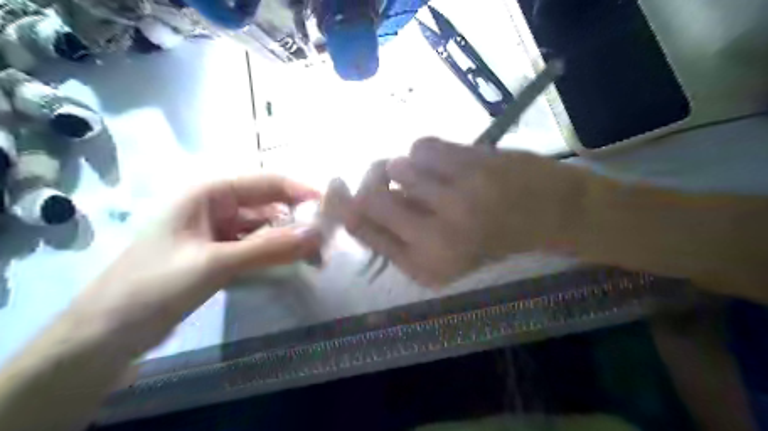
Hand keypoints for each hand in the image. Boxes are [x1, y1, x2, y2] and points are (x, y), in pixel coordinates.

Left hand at [67, 173, 320, 353]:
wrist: (106, 335)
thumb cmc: (153, 287)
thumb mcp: (214, 264)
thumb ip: (268, 247)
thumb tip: (317, 234)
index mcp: (208, 193)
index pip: (265, 182)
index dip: (300, 191)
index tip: (331, 208)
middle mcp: (215, 206)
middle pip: (268, 205)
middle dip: (298, 219)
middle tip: (328, 238)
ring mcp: (217, 231)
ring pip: (264, 228)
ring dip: (289, 239)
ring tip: (317, 256)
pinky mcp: (220, 254)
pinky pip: (256, 247)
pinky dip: (275, 253)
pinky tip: (294, 264)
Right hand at [346, 138, 589, 285]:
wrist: (549, 213)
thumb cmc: (490, 239)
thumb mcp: (439, 254)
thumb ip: (395, 234)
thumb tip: (351, 200)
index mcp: (424, 266)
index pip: (361, 229)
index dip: (342, 205)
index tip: (339, 187)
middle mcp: (435, 238)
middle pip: (369, 197)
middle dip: (372, 182)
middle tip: (385, 175)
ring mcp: (455, 200)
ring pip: (397, 166)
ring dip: (408, 167)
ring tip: (431, 175)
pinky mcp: (471, 167)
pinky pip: (421, 146)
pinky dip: (427, 152)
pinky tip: (447, 163)